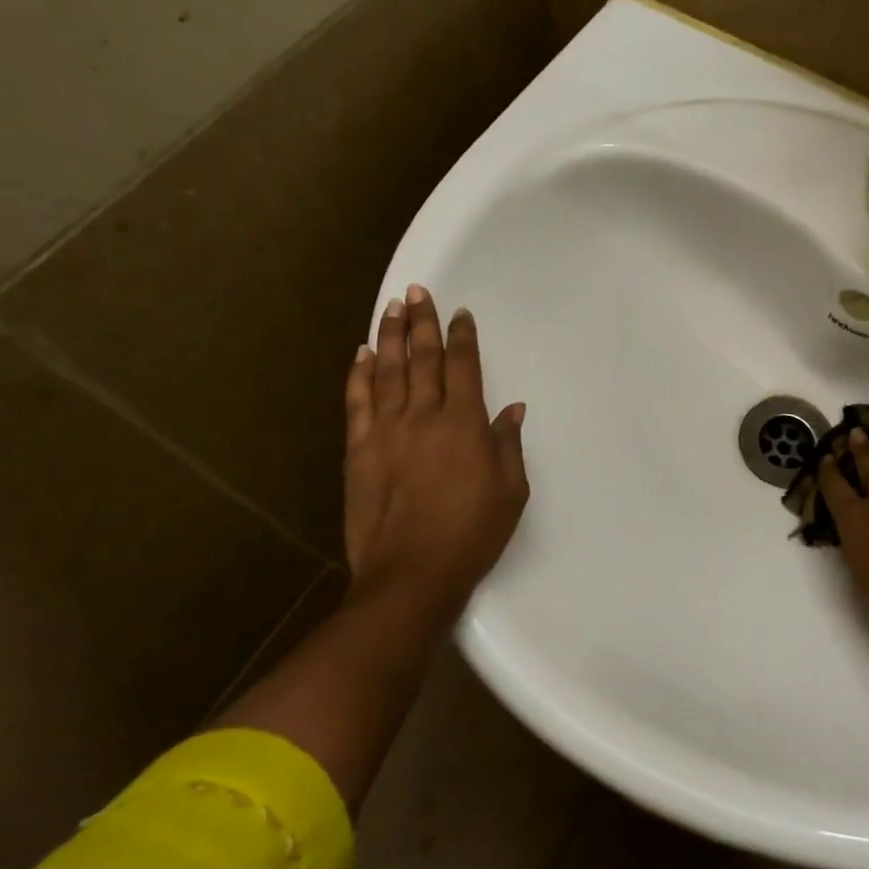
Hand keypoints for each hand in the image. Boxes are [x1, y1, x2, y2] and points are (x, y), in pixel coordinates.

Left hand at [343, 284, 528, 631]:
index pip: (464, 367)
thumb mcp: (510, 492)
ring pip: (388, 371)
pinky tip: (361, 354)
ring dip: (390, 336)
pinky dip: (359, 375)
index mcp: (464, 424)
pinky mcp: (358, 450)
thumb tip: (511, 409)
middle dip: (422, 322)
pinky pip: (357, 402)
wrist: (410, 576)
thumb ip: (508, 445)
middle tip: (418, 292)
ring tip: (391, 307)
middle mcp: (424, 417)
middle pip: (422, 359)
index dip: (462, 337)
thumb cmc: (471, 535)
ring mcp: (386, 431)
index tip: (460, 314)